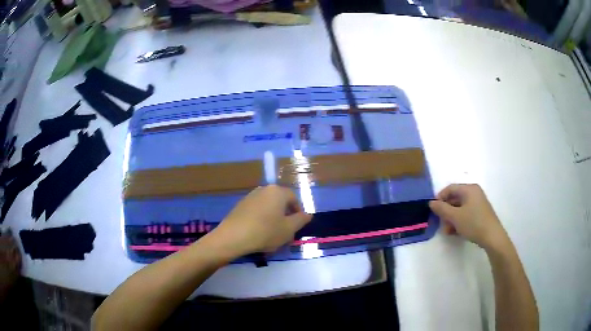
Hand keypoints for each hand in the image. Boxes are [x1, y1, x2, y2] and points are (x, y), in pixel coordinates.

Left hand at [211, 185, 311, 255]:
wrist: (233, 237)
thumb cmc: (265, 232)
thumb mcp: (288, 229)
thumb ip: (301, 220)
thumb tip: (308, 214)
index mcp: (277, 191)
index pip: (294, 198)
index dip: (298, 212)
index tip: (297, 227)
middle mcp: (264, 189)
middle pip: (280, 202)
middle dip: (285, 217)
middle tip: (286, 233)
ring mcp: (250, 196)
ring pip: (268, 207)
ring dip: (273, 219)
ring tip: (273, 236)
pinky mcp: (240, 205)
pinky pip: (257, 211)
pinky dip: (261, 220)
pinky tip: (259, 233)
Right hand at [429, 184, 508, 250]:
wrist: (492, 237)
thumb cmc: (473, 223)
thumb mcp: (455, 217)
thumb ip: (442, 209)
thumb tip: (431, 202)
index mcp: (469, 189)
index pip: (450, 188)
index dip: (440, 198)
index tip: (433, 210)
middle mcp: (474, 193)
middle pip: (455, 199)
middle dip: (446, 212)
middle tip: (440, 223)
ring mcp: (478, 203)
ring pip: (459, 208)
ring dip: (451, 219)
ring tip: (447, 231)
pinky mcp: (480, 213)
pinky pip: (466, 214)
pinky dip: (459, 221)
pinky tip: (455, 232)